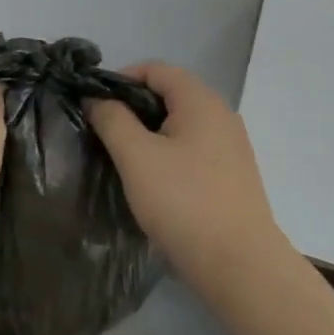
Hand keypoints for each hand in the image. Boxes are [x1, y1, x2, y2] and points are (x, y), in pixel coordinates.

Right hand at [87, 63, 280, 287]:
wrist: (239, 265)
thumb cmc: (183, 202)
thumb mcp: (136, 156)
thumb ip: (112, 119)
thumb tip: (97, 98)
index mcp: (200, 102)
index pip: (155, 69)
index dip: (120, 79)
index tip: (94, 105)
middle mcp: (221, 115)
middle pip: (169, 95)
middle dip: (132, 108)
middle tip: (104, 133)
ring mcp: (231, 147)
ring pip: (180, 124)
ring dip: (148, 133)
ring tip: (123, 159)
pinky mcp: (232, 175)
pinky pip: (193, 149)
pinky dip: (168, 153)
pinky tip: (152, 181)